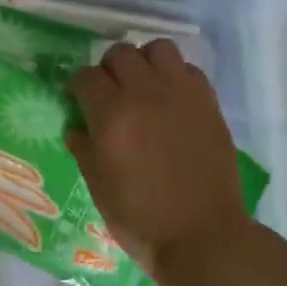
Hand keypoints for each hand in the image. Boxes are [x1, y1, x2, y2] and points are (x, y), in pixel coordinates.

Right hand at [67, 39, 248, 273]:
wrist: (202, 237)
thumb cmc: (140, 217)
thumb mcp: (97, 185)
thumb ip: (83, 147)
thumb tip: (77, 127)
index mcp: (112, 114)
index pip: (86, 76)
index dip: (78, 87)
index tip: (79, 102)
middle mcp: (145, 94)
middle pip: (120, 53)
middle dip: (109, 69)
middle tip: (110, 93)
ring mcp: (181, 94)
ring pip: (158, 48)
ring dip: (145, 62)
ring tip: (144, 86)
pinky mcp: (209, 103)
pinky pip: (189, 69)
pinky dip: (176, 76)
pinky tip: (172, 101)